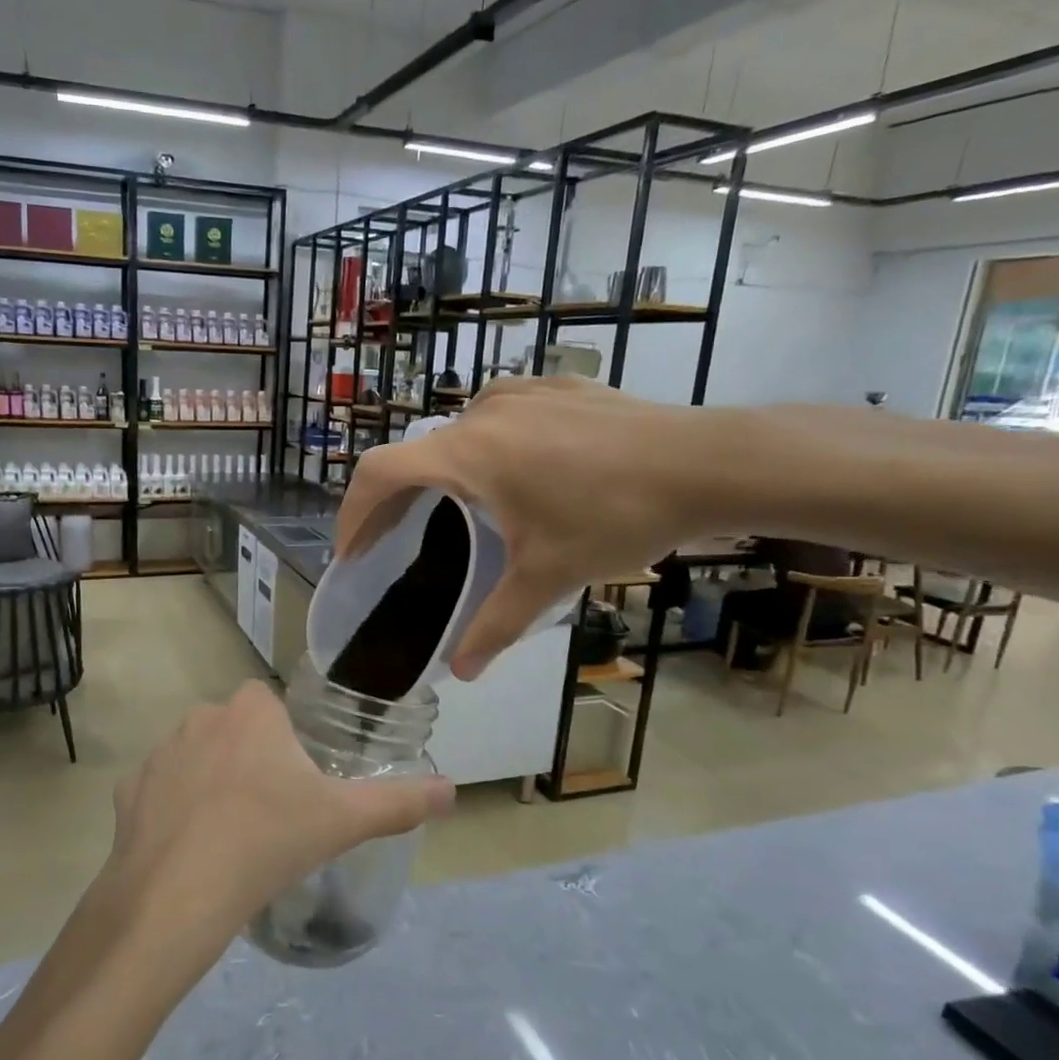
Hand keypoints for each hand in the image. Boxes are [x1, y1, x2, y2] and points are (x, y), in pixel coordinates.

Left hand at [102, 682, 453, 943]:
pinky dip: (172, 810)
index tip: (294, 781)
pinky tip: (188, 849)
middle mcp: (201, 718)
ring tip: (229, 835)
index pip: (268, 703)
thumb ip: (399, 802)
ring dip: (210, 782)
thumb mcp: (343, 821)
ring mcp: (159, 754)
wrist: (179, 894)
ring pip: (194, 757)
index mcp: (251, 713)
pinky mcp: (128, 790)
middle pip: (233, 729)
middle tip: (269, 812)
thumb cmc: (269, 841)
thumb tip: (452, 790)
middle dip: (248, 758)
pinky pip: (159, 790)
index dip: (282, 737)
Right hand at [334, 379, 720, 678]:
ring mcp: (521, 393)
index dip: (353, 512)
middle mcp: (481, 414)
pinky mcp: (556, 387)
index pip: (378, 474)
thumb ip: (495, 626)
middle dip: (396, 498)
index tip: (352, 550)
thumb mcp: (548, 578)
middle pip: (415, 453)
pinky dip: (484, 443)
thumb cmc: (615, 517)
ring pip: (457, 432)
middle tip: (398, 539)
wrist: (706, 462)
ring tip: (458, 506)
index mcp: (466, 455)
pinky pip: (499, 413)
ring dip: (442, 469)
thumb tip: (460, 672)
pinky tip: (516, 468)